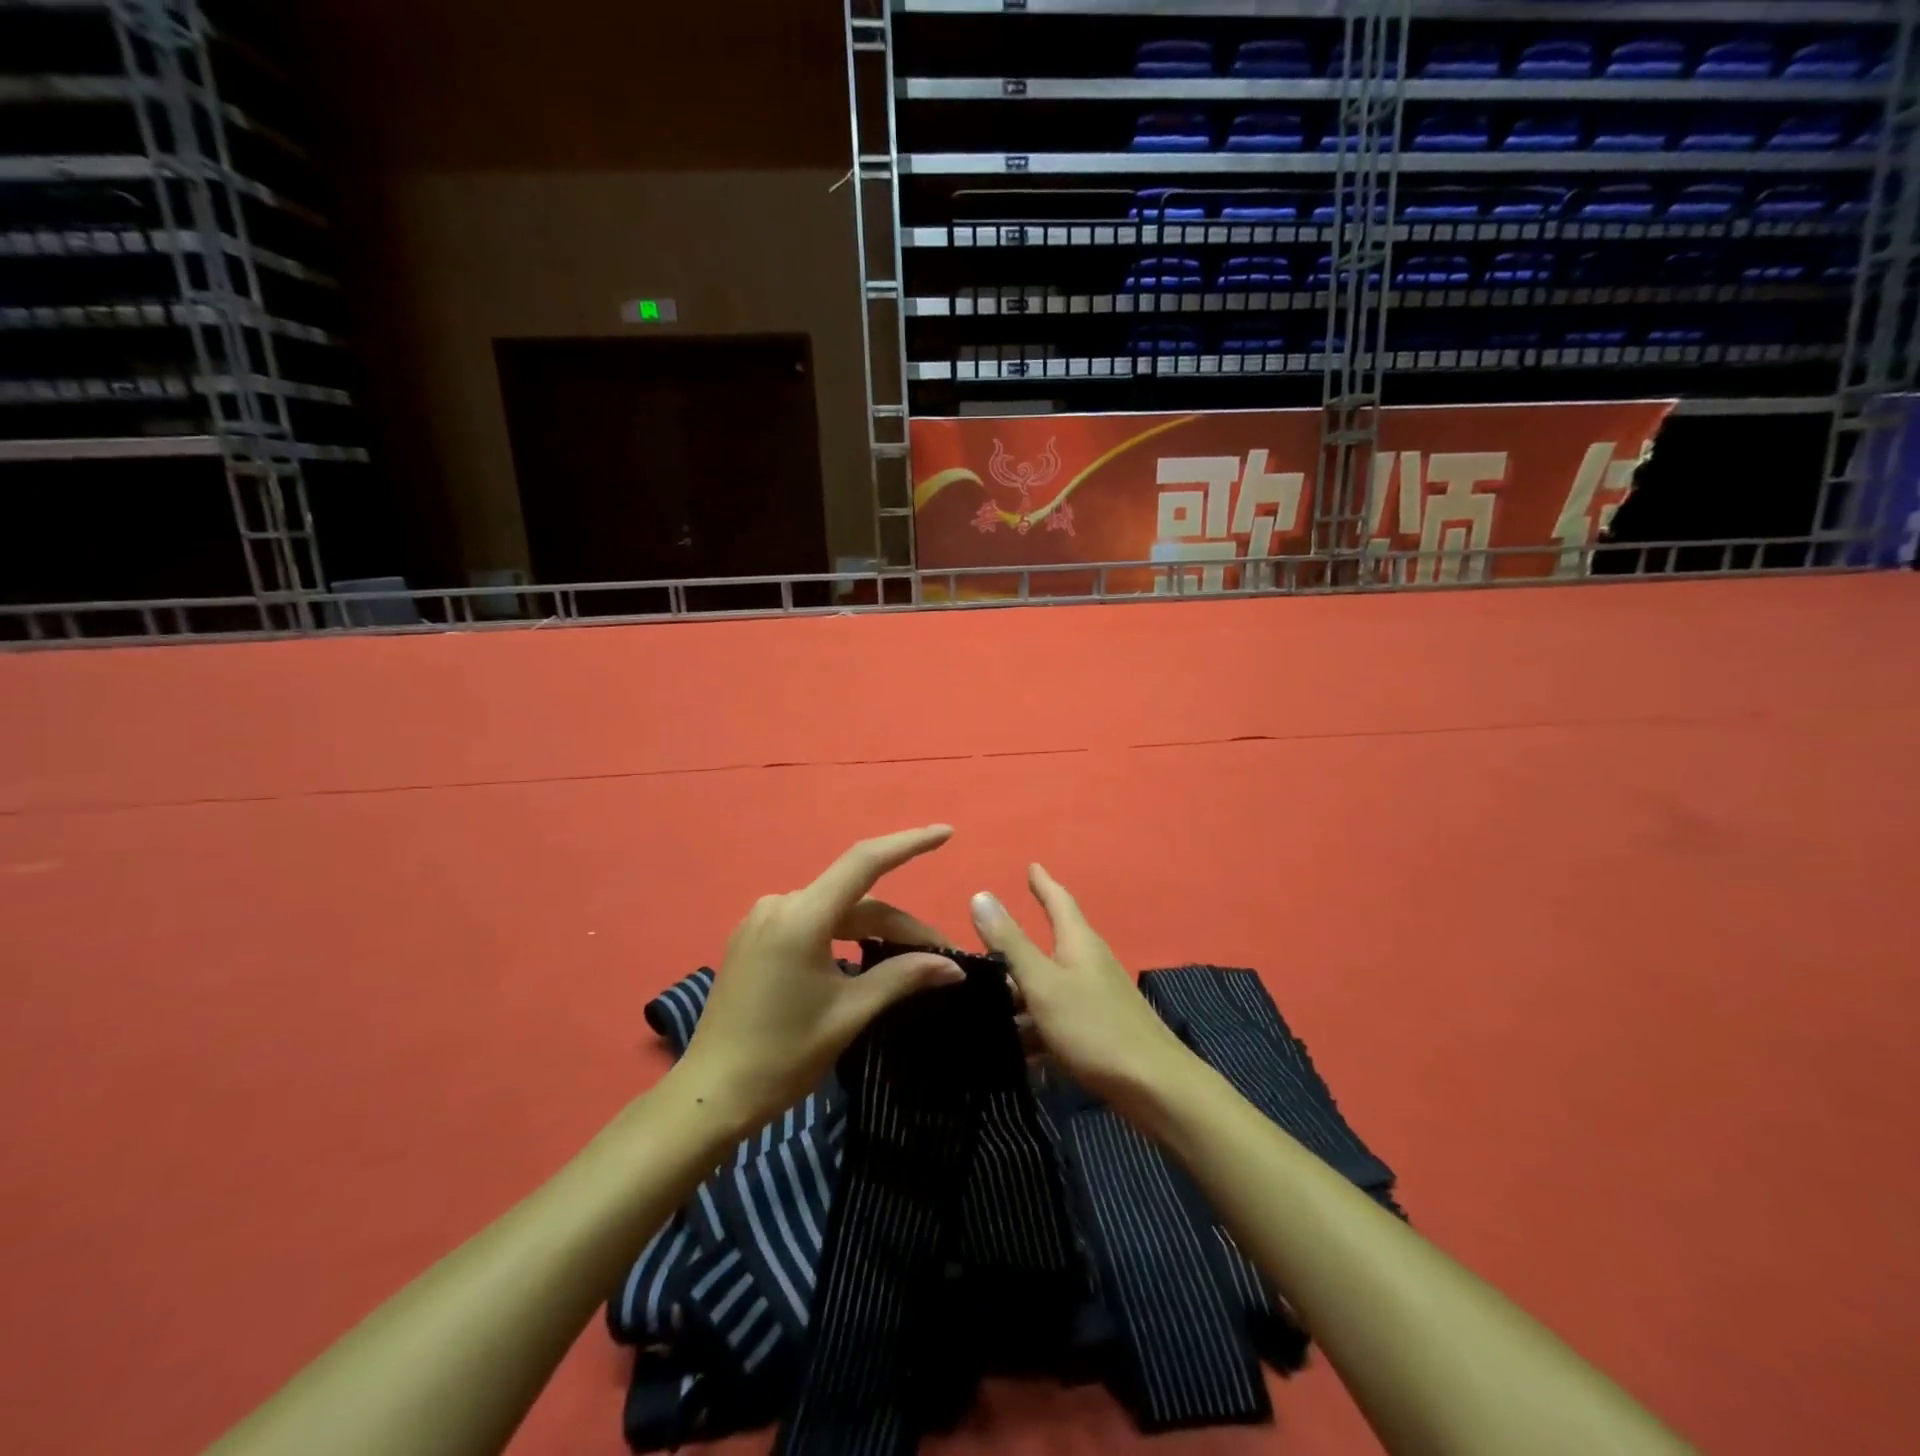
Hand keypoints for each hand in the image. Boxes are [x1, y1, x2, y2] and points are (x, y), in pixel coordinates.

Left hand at [670, 826, 963, 1134]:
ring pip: (836, 913)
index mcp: (802, 917)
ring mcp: (762, 920)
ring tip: (911, 960)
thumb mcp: (849, 1014)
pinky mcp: (754, 939)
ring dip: (874, 931)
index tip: (946, 833)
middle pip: (856, 900)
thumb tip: (952, 966)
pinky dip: (845, 936)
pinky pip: (812, 924)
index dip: (909, 844)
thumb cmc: (783, 1056)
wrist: (710, 1096)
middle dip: (901, 924)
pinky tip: (866, 958)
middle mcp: (780, 905)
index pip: (865, 862)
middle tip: (942, 955)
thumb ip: (902, 977)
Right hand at [970, 864, 1193, 1111]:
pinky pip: (1055, 1019)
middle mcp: (1088, 963)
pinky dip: (1033, 1026)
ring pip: (1048, 986)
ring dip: (1020, 991)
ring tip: (983, 1000)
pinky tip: (1012, 1047)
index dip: (1043, 883)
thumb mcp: (1043, 984)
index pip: (1059, 900)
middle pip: (1050, 944)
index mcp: (1078, 943)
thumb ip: (1011, 944)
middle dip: (1017, 944)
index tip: (1031, 865)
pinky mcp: (1096, 1031)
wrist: (1153, 1087)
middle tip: (984, 940)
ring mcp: (1095, 998)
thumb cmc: (1094, 1026)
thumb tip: (981, 895)